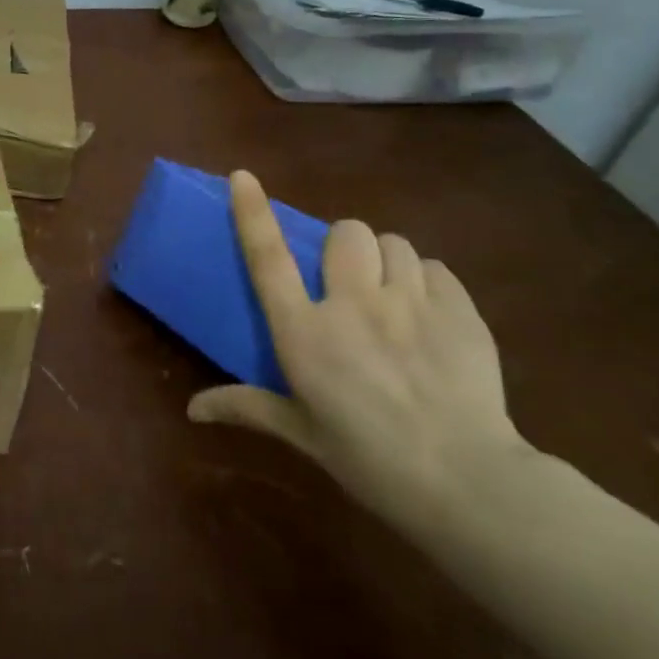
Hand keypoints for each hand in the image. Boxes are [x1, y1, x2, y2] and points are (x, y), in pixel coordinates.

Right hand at [187, 172, 535, 524]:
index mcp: (304, 332)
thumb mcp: (301, 431)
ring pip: (393, 244)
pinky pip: (435, 267)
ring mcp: (410, 304)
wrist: (467, 482)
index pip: (268, 257)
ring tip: (390, 292)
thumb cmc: (368, 459)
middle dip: (343, 245)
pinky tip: (428, 311)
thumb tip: (191, 411)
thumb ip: (246, 407)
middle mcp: (352, 305)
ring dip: (385, 260)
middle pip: (345, 233)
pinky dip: (425, 280)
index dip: (252, 212)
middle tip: (348, 277)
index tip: (242, 176)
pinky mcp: (460, 312)